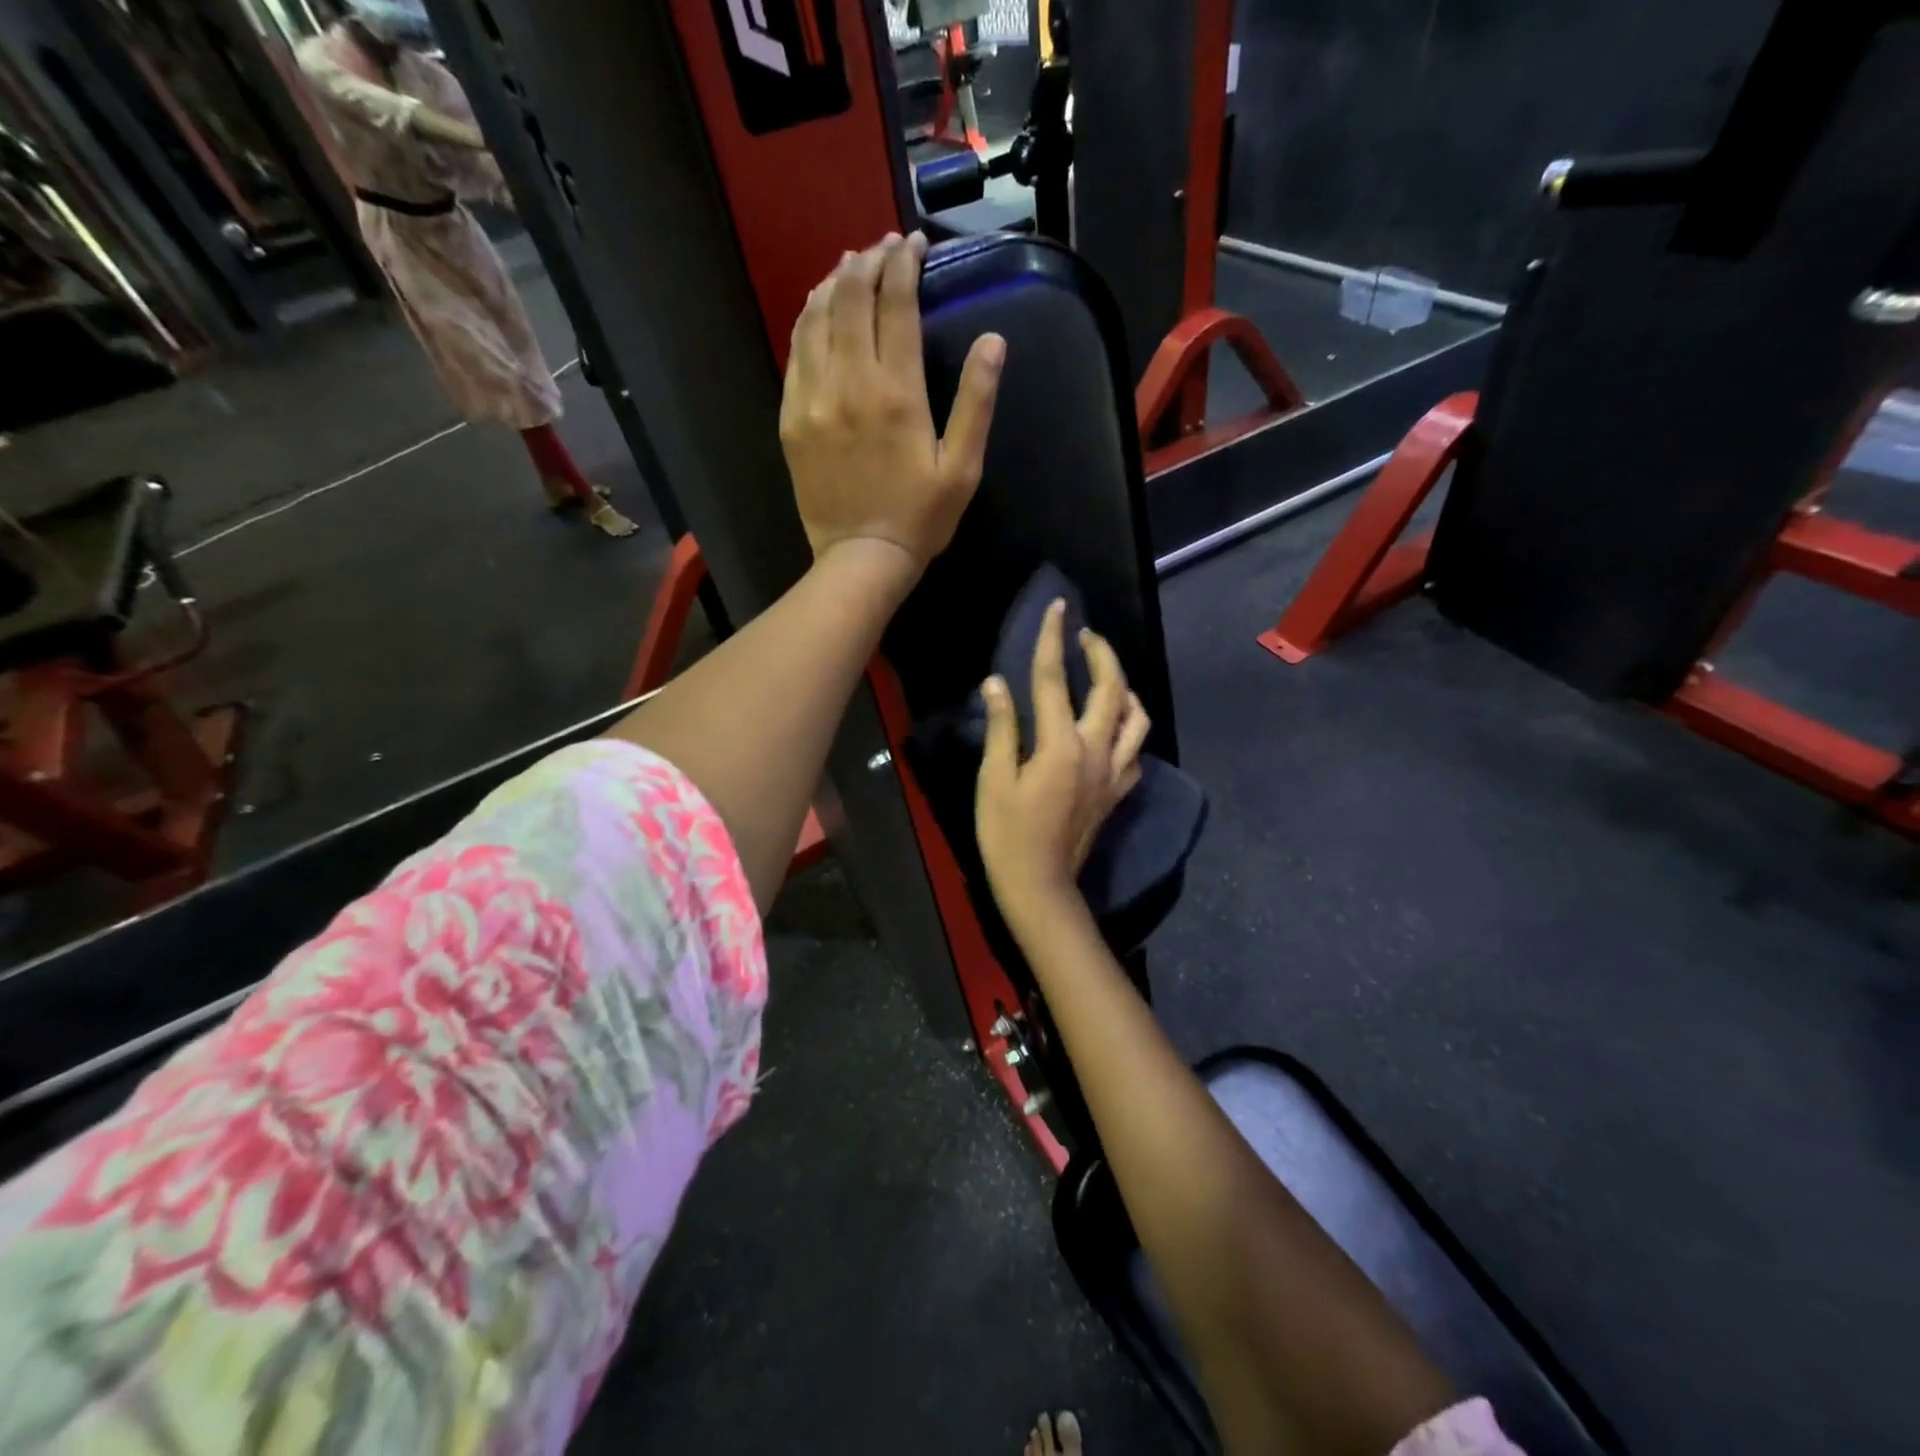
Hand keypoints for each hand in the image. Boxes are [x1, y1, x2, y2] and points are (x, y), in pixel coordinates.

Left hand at [780, 232, 1005, 570]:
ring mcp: (814, 399)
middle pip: (850, 299)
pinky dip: (807, 322)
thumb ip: (976, 402)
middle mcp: (850, 383)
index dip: (904, 265)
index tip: (912, 244)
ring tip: (848, 268)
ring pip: (816, 319)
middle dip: (866, 262)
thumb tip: (992, 341)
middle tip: (880, 249)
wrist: (861, 558)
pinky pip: (795, 354)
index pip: (896, 304)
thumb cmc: (920, 518)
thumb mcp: (962, 468)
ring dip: (833, 284)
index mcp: (897, 393)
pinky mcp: (792, 419)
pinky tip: (817, 312)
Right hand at [976, 600, 1151, 926]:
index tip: (1058, 607)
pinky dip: (1130, 726)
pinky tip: (1114, 724)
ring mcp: (1114, 773)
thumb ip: (1002, 728)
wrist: (1040, 885)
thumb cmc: (1007, 834)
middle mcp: (1097, 752)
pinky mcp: (1118, 792)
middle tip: (1086, 634)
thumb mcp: (994, 780)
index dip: (1054, 639)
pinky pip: (1136, 748)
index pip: (1055, 680)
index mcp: (1061, 746)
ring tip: (1107, 675)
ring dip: (1124, 687)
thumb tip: (997, 683)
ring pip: (1137, 717)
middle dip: (1102, 654)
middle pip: (1111, 689)